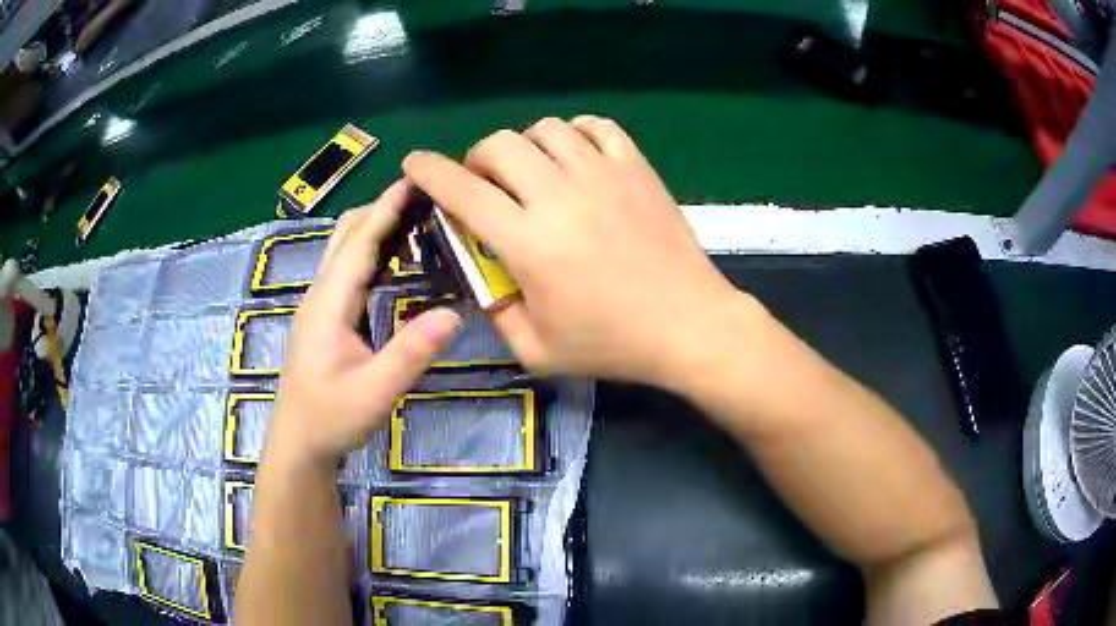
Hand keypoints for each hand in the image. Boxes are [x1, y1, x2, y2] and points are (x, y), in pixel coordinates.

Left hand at [266, 181, 460, 469]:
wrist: (298, 443)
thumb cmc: (331, 419)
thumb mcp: (375, 392)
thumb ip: (410, 352)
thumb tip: (454, 312)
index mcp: (328, 305)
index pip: (358, 245)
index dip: (385, 211)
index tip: (414, 181)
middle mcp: (320, 295)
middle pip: (345, 235)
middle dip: (380, 210)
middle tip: (424, 199)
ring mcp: (319, 305)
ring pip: (343, 250)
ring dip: (374, 228)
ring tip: (416, 220)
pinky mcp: (324, 317)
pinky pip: (347, 269)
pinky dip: (370, 251)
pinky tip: (395, 259)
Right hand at [404, 116, 751, 385]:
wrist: (690, 326)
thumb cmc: (613, 345)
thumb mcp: (537, 349)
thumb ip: (495, 312)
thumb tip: (478, 279)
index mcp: (529, 241)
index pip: (462, 190)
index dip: (429, 171)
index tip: (414, 162)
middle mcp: (561, 195)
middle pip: (501, 145)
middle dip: (478, 159)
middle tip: (486, 185)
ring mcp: (604, 175)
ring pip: (547, 128)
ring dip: (526, 145)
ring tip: (533, 172)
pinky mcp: (638, 168)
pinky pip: (598, 126)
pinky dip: (576, 133)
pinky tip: (576, 156)